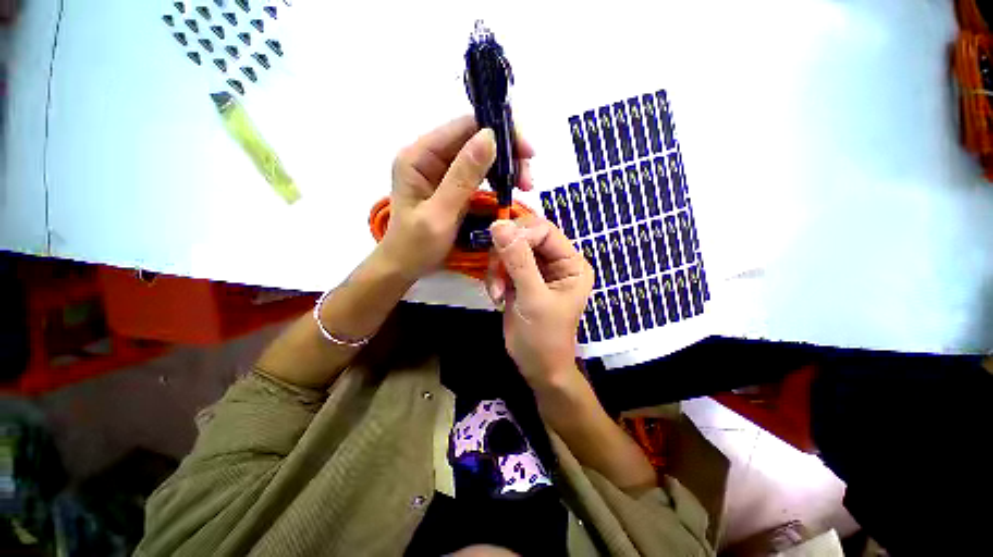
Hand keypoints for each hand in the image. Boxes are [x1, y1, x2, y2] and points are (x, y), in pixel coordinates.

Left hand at [380, 115, 534, 279]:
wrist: (404, 266)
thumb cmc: (416, 246)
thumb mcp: (440, 214)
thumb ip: (463, 177)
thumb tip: (490, 137)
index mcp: (419, 156)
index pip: (464, 127)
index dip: (499, 132)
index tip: (526, 153)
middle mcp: (429, 156)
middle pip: (475, 138)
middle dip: (506, 153)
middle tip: (527, 179)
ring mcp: (440, 170)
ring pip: (480, 155)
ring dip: (505, 166)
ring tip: (524, 185)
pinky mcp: (450, 184)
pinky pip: (478, 173)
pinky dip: (496, 178)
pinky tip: (509, 188)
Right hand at [486, 216, 593, 385]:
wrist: (536, 367)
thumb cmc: (543, 337)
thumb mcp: (533, 298)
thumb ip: (518, 260)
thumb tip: (499, 224)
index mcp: (571, 263)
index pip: (544, 231)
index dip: (521, 234)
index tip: (499, 249)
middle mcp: (556, 262)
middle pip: (524, 237)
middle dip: (505, 255)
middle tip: (496, 277)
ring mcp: (537, 270)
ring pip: (509, 250)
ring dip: (498, 269)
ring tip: (497, 293)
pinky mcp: (521, 278)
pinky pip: (502, 264)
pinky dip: (495, 277)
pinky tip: (498, 297)